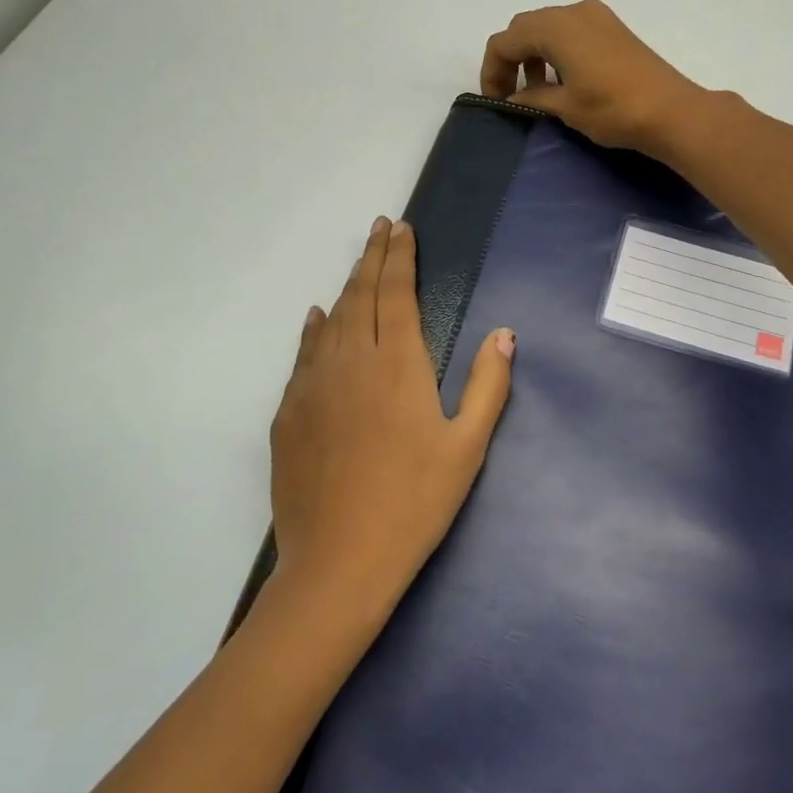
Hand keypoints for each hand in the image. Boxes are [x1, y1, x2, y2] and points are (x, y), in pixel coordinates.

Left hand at [270, 216, 514, 622]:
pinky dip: (314, 328)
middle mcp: (351, 362)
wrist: (338, 564)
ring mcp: (313, 386)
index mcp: (398, 365)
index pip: (397, 293)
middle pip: (361, 295)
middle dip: (373, 256)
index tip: (402, 228)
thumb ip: (488, 384)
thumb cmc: (414, 504)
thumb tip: (504, 332)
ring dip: (347, 286)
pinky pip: (304, 354)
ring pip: (331, 320)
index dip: (400, 257)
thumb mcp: (467, 447)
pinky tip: (318, 318)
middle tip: (380, 227)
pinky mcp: (289, 413)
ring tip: (359, 264)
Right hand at [480, 0, 705, 154]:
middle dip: (511, 60)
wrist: (671, 112)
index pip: (505, 41)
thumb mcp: (564, 107)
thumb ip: (532, 98)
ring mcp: (597, 17)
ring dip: (535, 56)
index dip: (492, 71)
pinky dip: (557, 52)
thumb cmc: (612, 109)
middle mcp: (574, 11)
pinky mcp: (614, 28)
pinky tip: (564, 81)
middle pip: (525, 29)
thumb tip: (514, 98)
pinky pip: (572, 32)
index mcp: (555, 27)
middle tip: (511, 95)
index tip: (497, 101)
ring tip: (538, 91)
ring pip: (549, 29)